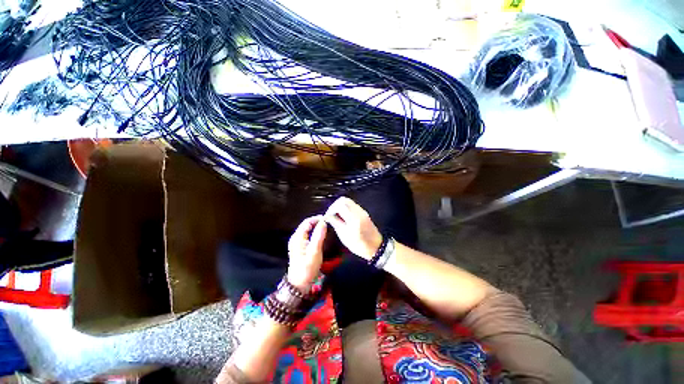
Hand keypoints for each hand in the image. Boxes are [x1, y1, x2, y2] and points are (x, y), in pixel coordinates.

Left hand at [287, 215, 326, 291]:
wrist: (299, 284)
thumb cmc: (307, 268)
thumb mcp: (314, 252)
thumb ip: (318, 236)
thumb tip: (323, 222)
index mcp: (297, 237)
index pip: (307, 222)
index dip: (317, 218)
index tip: (328, 218)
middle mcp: (295, 238)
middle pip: (306, 225)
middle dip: (317, 221)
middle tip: (329, 222)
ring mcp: (296, 243)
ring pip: (307, 230)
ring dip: (316, 227)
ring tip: (326, 227)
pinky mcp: (299, 247)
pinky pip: (307, 235)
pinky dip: (314, 232)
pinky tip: (320, 235)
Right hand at [324, 197, 381, 259]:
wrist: (376, 247)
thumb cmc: (360, 245)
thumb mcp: (345, 236)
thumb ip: (336, 223)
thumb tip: (327, 216)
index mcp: (353, 218)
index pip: (340, 205)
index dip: (331, 209)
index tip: (327, 216)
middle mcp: (358, 211)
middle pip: (344, 200)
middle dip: (335, 205)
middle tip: (331, 214)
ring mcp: (362, 211)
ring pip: (348, 201)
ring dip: (340, 206)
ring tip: (336, 216)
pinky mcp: (363, 213)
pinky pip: (352, 205)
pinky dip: (345, 208)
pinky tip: (343, 217)